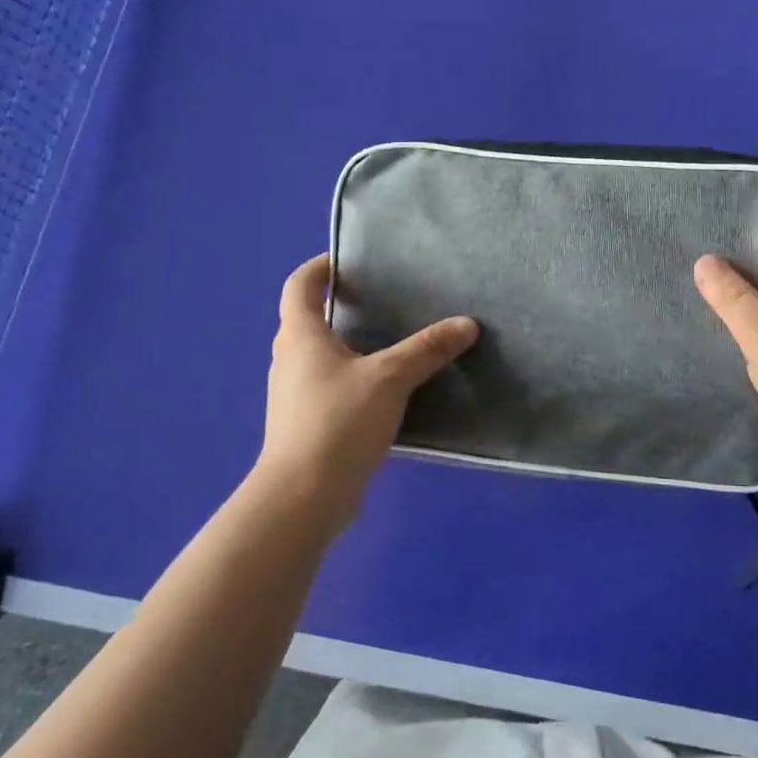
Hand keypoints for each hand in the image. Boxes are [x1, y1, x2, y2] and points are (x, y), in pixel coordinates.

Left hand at [255, 254, 478, 532]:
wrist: (303, 497)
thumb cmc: (338, 421)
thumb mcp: (390, 378)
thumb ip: (427, 349)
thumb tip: (467, 324)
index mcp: (301, 336)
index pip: (298, 286)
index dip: (318, 267)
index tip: (346, 261)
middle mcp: (289, 360)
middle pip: (305, 320)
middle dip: (336, 307)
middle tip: (376, 300)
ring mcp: (293, 396)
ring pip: (317, 357)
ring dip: (344, 345)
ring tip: (386, 343)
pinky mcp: (304, 425)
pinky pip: (327, 387)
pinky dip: (350, 378)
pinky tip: (382, 391)